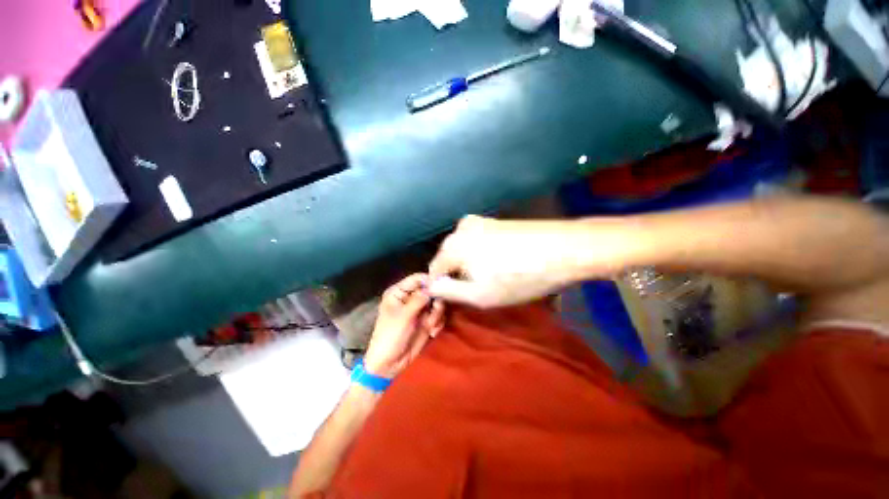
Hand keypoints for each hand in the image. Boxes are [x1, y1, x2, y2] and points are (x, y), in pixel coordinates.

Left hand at [363, 274, 445, 377]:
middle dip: (436, 301)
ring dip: (437, 314)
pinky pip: (439, 315)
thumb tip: (433, 285)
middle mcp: (410, 298)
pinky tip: (432, 332)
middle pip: (430, 290)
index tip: (442, 285)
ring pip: (437, 303)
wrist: (389, 364)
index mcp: (399, 292)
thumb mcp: (404, 316)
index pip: (417, 279)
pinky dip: (438, 323)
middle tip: (437, 310)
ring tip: (430, 326)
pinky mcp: (426, 321)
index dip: (430, 280)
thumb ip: (419, 299)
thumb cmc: (390, 336)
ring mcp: (419, 310)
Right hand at [428, 215, 618, 306]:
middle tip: (475, 293)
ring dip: (470, 267)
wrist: (565, 249)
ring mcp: (479, 222)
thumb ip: (448, 291)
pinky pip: (477, 243)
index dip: (442, 289)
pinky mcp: (495, 222)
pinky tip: (499, 265)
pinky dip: (481, 257)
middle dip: (457, 277)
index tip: (454, 303)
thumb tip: (431, 286)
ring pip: (464, 251)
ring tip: (490, 281)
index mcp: (452, 244)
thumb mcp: (479, 294)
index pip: (434, 271)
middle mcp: (461, 228)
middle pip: (448, 259)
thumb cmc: (519, 276)